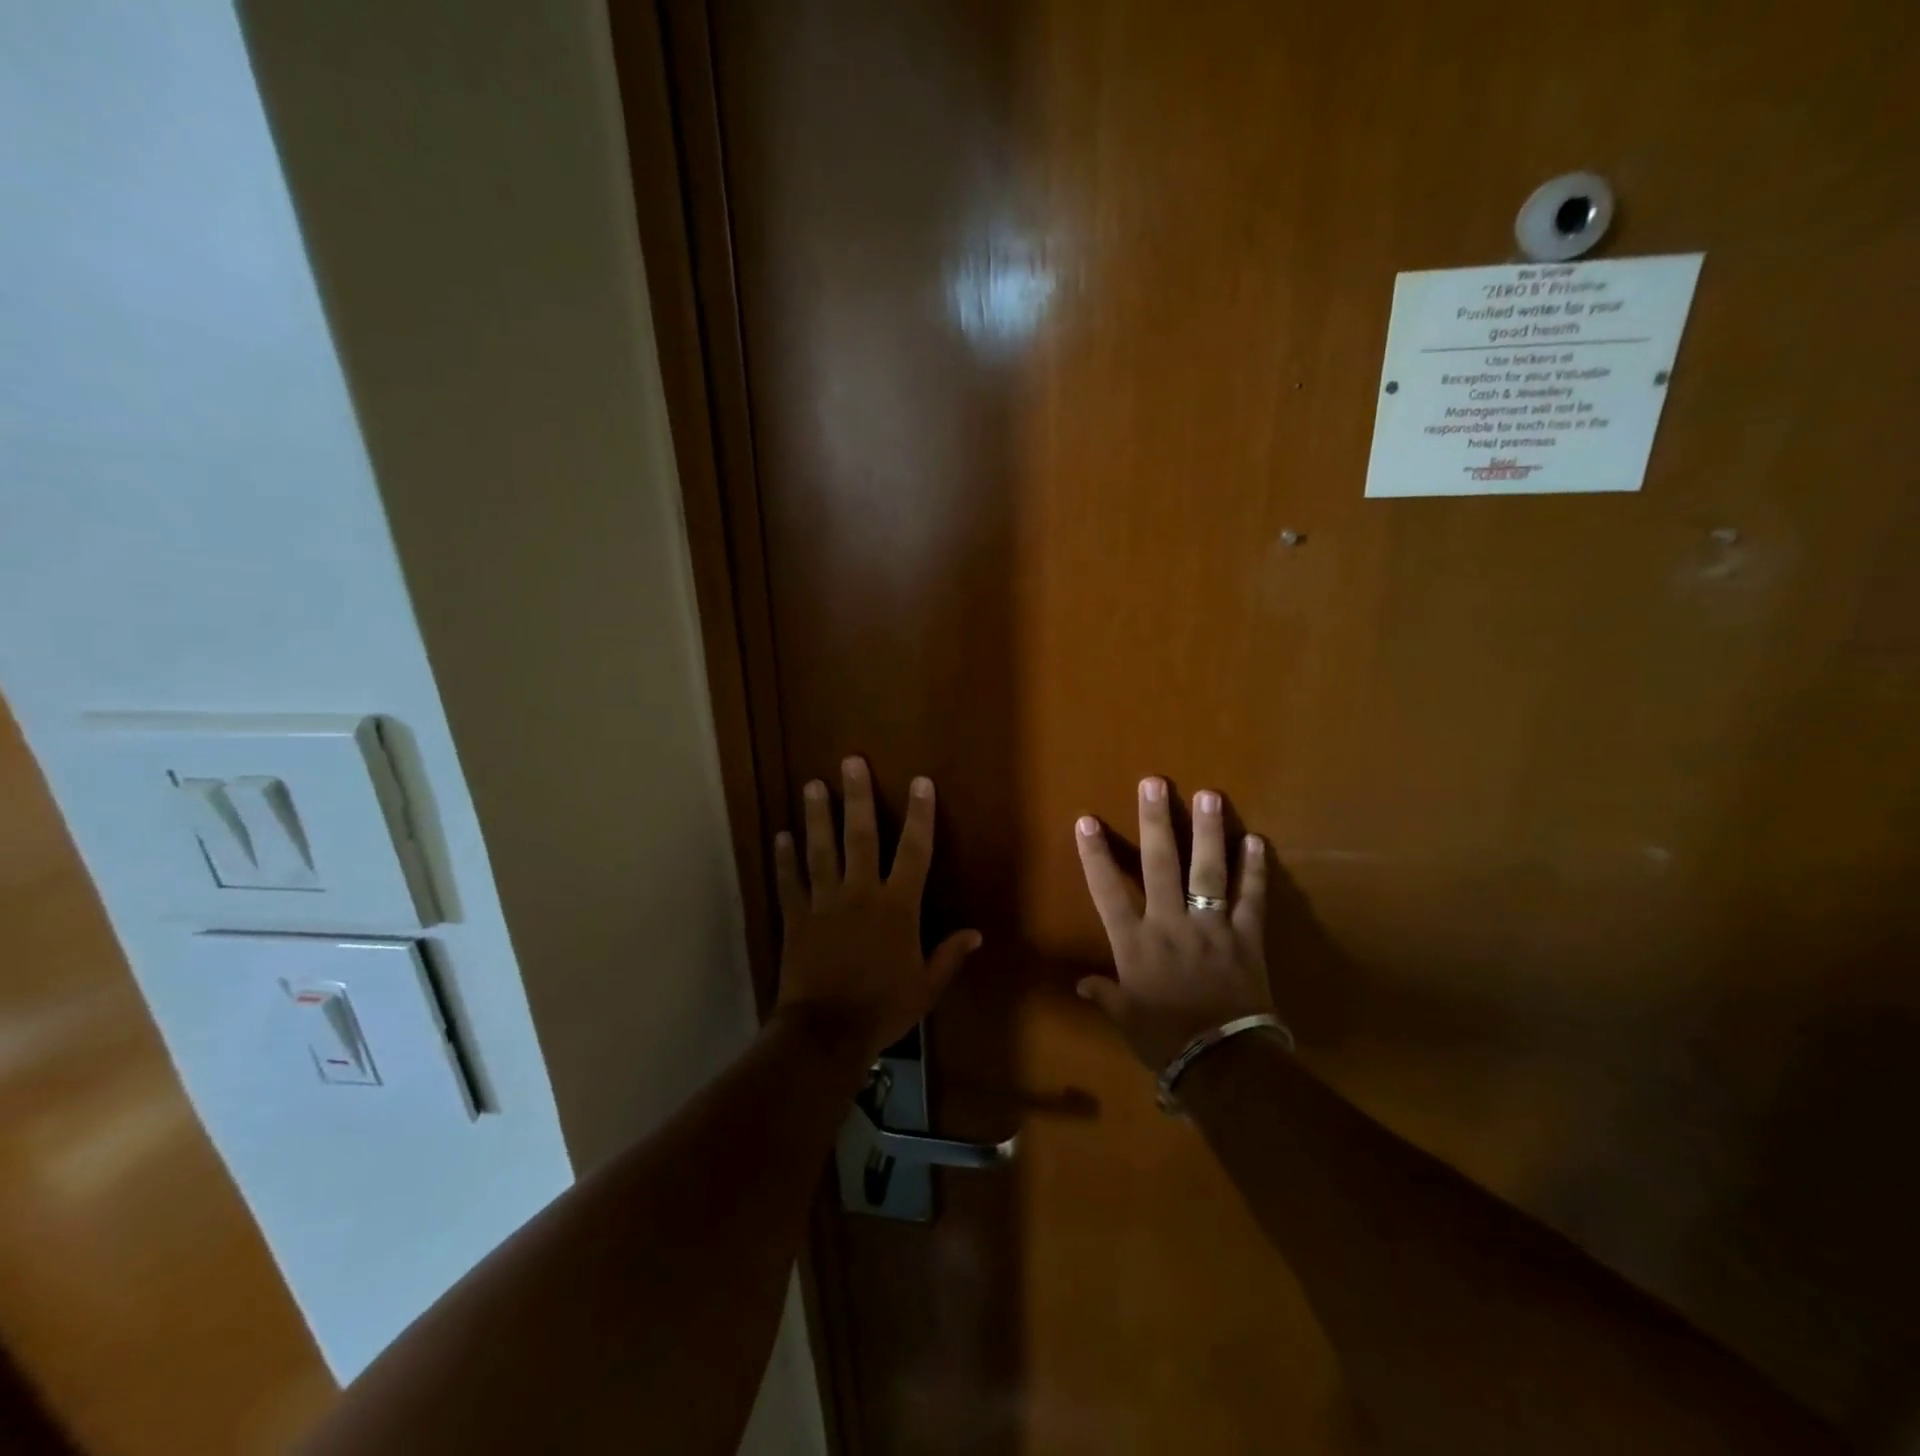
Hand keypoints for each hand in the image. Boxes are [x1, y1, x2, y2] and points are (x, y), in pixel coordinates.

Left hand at [772, 756, 981, 1066]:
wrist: (825, 1033)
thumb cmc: (882, 1008)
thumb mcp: (926, 987)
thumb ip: (949, 956)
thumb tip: (976, 933)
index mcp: (897, 906)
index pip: (914, 851)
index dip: (920, 815)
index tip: (920, 782)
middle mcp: (860, 893)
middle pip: (860, 836)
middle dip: (858, 796)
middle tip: (850, 761)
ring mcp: (824, 903)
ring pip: (821, 850)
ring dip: (817, 816)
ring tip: (812, 784)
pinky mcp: (796, 918)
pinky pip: (790, 882)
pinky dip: (784, 859)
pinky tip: (780, 835)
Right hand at [1073, 777, 1274, 1069]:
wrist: (1223, 1065)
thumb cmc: (1166, 1041)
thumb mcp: (1127, 1020)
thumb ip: (1106, 995)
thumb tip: (1082, 982)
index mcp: (1135, 943)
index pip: (1108, 891)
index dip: (1096, 855)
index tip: (1087, 821)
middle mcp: (1170, 924)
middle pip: (1159, 865)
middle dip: (1155, 822)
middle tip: (1154, 784)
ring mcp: (1211, 927)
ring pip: (1207, 871)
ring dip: (1207, 832)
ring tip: (1209, 795)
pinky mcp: (1246, 937)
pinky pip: (1250, 899)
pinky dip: (1254, 871)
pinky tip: (1256, 841)